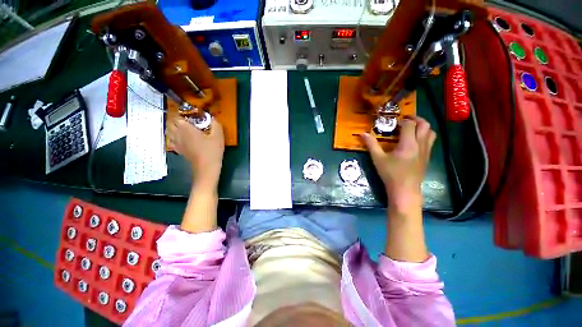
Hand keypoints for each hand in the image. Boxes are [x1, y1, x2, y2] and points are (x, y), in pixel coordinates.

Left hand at [167, 116, 224, 189]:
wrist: (206, 167)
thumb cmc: (212, 150)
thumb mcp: (218, 136)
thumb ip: (216, 124)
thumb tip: (213, 118)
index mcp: (186, 128)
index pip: (177, 116)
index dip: (182, 113)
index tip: (191, 114)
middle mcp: (178, 134)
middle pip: (170, 123)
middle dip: (176, 119)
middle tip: (187, 120)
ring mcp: (176, 143)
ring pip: (169, 132)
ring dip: (173, 128)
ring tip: (183, 128)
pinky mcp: (178, 150)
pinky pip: (171, 141)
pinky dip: (173, 137)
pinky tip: (181, 139)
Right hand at [361, 116, 435, 210]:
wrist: (405, 190)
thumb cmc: (390, 174)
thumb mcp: (378, 159)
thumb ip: (371, 145)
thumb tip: (362, 133)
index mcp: (408, 144)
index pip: (410, 124)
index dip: (403, 120)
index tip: (394, 122)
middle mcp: (420, 145)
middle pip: (425, 125)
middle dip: (416, 119)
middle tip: (405, 120)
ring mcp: (426, 151)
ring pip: (431, 132)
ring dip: (423, 127)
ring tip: (412, 128)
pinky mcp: (427, 157)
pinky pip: (430, 141)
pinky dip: (424, 135)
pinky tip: (414, 142)